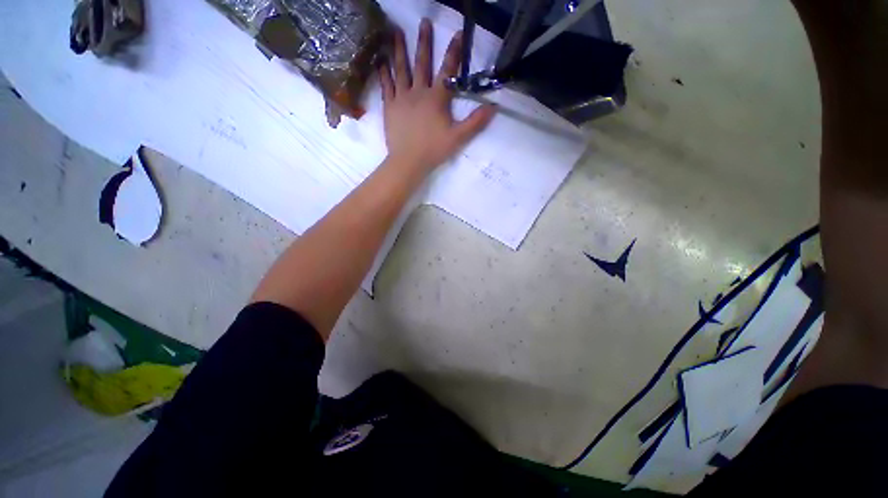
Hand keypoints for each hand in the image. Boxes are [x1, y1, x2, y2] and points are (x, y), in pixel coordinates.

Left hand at [379, 19, 495, 172]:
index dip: (454, 52)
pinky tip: (380, 61)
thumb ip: (475, 122)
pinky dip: (383, 72)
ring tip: (396, 32)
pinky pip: (386, 85)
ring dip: (399, 50)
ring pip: (401, 70)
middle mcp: (418, 92)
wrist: (408, 161)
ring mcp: (402, 98)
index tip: (458, 33)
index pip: (448, 71)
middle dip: (424, 42)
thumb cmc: (433, 150)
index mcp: (436, 99)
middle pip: (422, 63)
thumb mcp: (458, 138)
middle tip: (424, 22)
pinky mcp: (390, 106)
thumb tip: (493, 106)